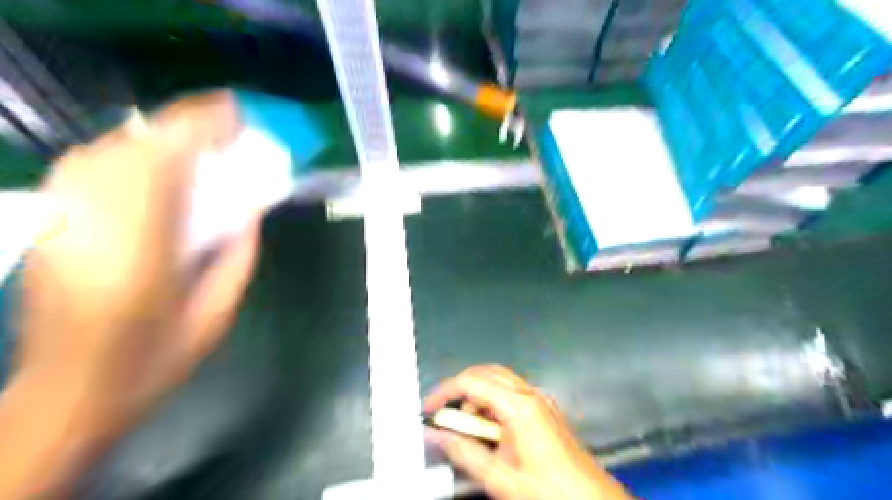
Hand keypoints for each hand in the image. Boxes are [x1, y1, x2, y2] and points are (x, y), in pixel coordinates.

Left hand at [0, 93, 261, 497]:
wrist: (72, 391)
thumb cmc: (157, 357)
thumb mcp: (219, 310)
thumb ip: (239, 252)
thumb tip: (250, 207)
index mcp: (142, 247)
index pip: (166, 159)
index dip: (201, 125)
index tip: (237, 113)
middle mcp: (92, 219)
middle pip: (137, 143)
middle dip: (187, 127)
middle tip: (228, 135)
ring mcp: (62, 217)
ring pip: (110, 148)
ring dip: (161, 139)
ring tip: (200, 150)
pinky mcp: (49, 220)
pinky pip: (92, 166)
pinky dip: (133, 155)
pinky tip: (159, 171)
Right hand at [424, 363, 632, 498]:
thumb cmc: (551, 491)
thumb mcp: (498, 477)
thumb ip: (463, 452)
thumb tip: (438, 435)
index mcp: (518, 406)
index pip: (470, 382)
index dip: (445, 392)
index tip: (430, 407)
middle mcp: (530, 395)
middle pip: (484, 373)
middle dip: (460, 390)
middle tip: (445, 415)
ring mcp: (539, 399)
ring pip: (498, 380)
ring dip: (477, 397)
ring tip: (470, 430)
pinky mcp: (544, 408)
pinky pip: (511, 392)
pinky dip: (492, 403)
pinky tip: (490, 431)